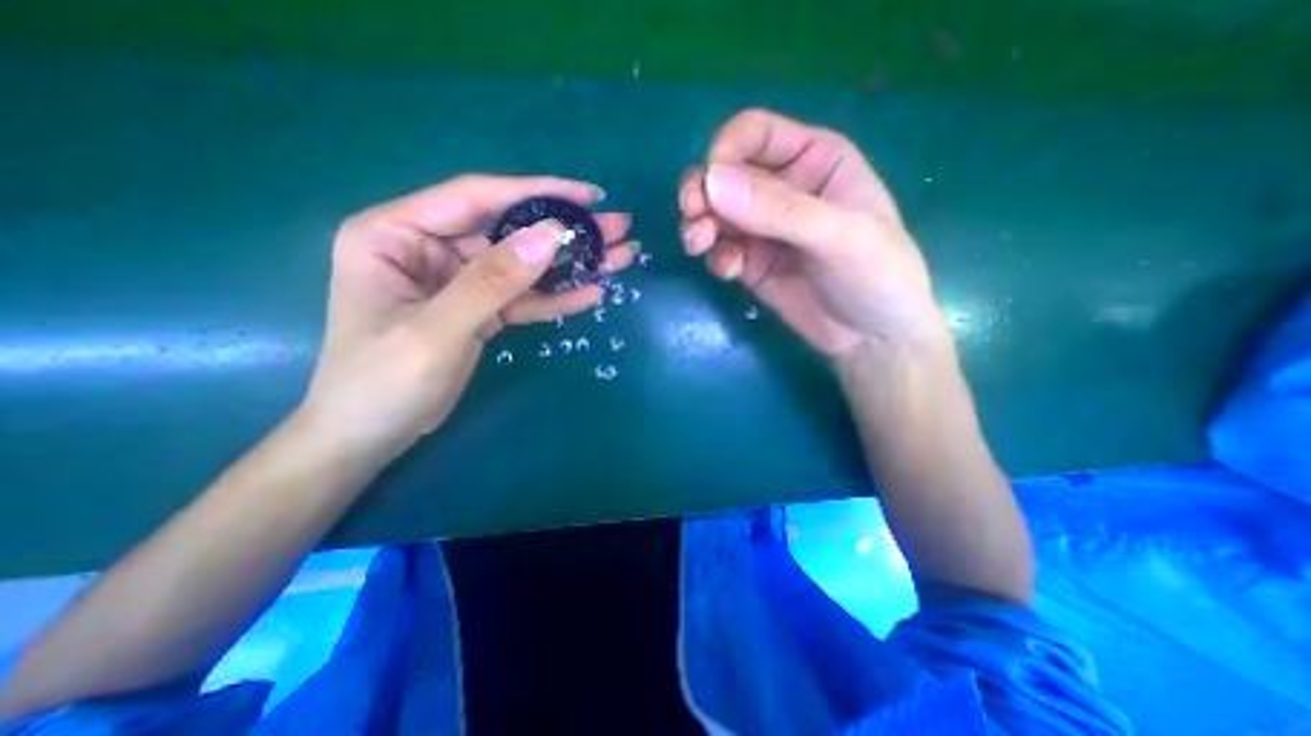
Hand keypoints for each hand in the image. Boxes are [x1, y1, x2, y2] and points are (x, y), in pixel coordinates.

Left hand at [305, 176, 637, 453]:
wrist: (371, 435)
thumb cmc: (381, 381)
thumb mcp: (437, 329)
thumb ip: (493, 281)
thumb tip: (551, 236)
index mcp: (397, 233)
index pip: (476, 198)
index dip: (535, 192)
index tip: (587, 195)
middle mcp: (430, 248)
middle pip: (509, 231)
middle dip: (566, 230)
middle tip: (617, 227)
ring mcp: (459, 281)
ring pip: (524, 265)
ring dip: (571, 264)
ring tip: (619, 257)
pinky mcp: (480, 310)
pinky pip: (523, 298)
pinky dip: (556, 298)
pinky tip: (592, 293)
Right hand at [681, 110, 947, 359]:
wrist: (871, 338)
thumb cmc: (876, 275)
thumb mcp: (838, 236)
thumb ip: (779, 209)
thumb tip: (712, 182)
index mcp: (813, 159)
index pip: (755, 134)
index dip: (726, 151)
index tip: (710, 183)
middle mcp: (783, 188)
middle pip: (725, 174)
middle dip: (702, 192)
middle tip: (692, 215)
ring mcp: (764, 229)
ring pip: (715, 214)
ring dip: (700, 225)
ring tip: (698, 245)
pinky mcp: (751, 264)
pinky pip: (722, 251)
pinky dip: (716, 257)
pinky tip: (728, 271)